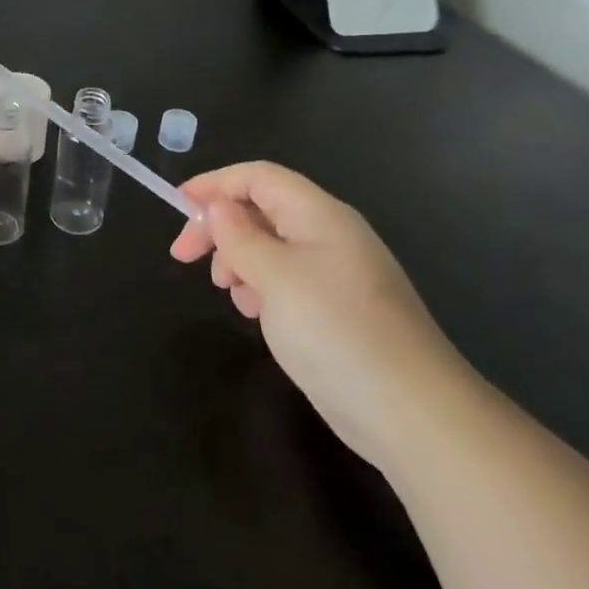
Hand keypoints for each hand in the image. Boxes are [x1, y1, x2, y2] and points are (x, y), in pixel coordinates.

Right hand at [171, 162, 475, 473]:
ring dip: (238, 259)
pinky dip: (259, 286)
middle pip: (262, 209)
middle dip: (220, 227)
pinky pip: (286, 279)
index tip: (178, 205)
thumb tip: (218, 206)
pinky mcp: (336, 309)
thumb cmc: (335, 330)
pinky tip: (253, 312)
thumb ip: (240, 236)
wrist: (410, 411)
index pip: (259, 177)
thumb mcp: (274, 276)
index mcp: (319, 215)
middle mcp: (329, 235)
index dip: (215, 183)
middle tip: (184, 256)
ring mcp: (336, 274)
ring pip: (271, 246)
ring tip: (228, 291)